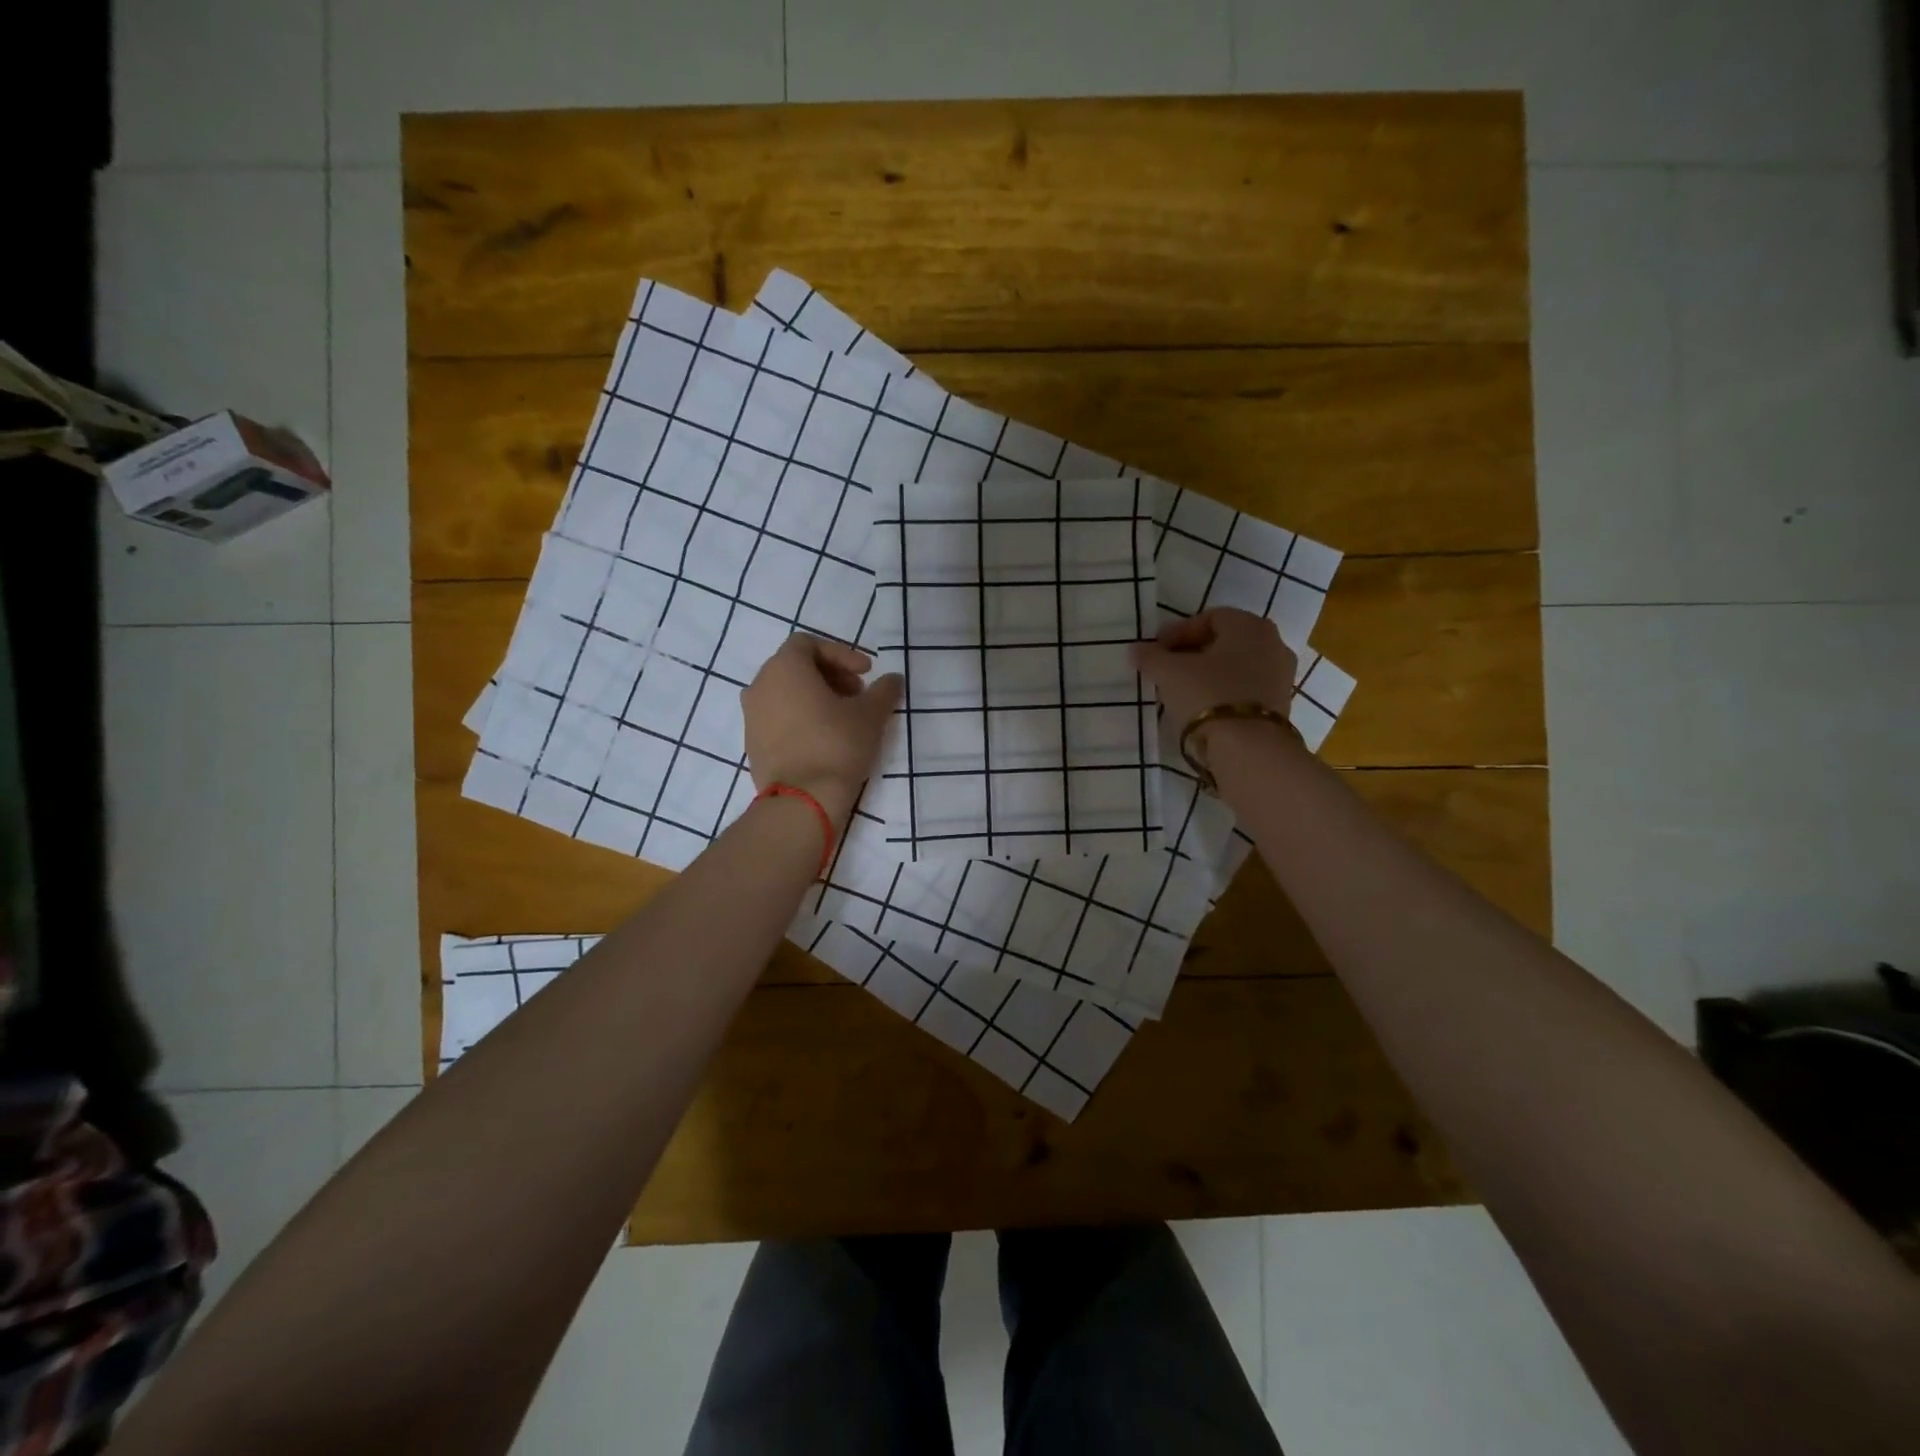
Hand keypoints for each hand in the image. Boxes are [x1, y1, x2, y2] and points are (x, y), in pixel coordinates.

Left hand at [741, 634, 902, 827]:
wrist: (802, 800)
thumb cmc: (837, 745)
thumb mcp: (870, 715)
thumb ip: (883, 690)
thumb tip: (893, 679)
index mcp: (784, 668)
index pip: (809, 644)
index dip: (841, 654)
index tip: (866, 674)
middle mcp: (760, 685)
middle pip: (795, 667)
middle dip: (830, 675)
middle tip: (857, 695)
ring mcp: (751, 716)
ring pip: (785, 693)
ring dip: (815, 697)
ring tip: (843, 718)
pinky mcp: (752, 743)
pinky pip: (777, 717)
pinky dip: (799, 717)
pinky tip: (823, 738)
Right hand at [1129, 608, 1297, 752]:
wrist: (1249, 749)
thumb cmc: (1208, 695)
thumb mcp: (1169, 673)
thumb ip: (1151, 657)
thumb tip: (1137, 650)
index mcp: (1250, 626)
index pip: (1209, 618)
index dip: (1178, 632)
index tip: (1155, 650)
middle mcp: (1273, 644)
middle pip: (1225, 642)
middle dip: (1193, 653)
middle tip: (1166, 669)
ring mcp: (1281, 676)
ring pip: (1236, 667)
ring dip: (1208, 674)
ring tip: (1181, 691)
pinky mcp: (1280, 706)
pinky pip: (1245, 689)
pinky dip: (1223, 693)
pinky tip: (1202, 708)